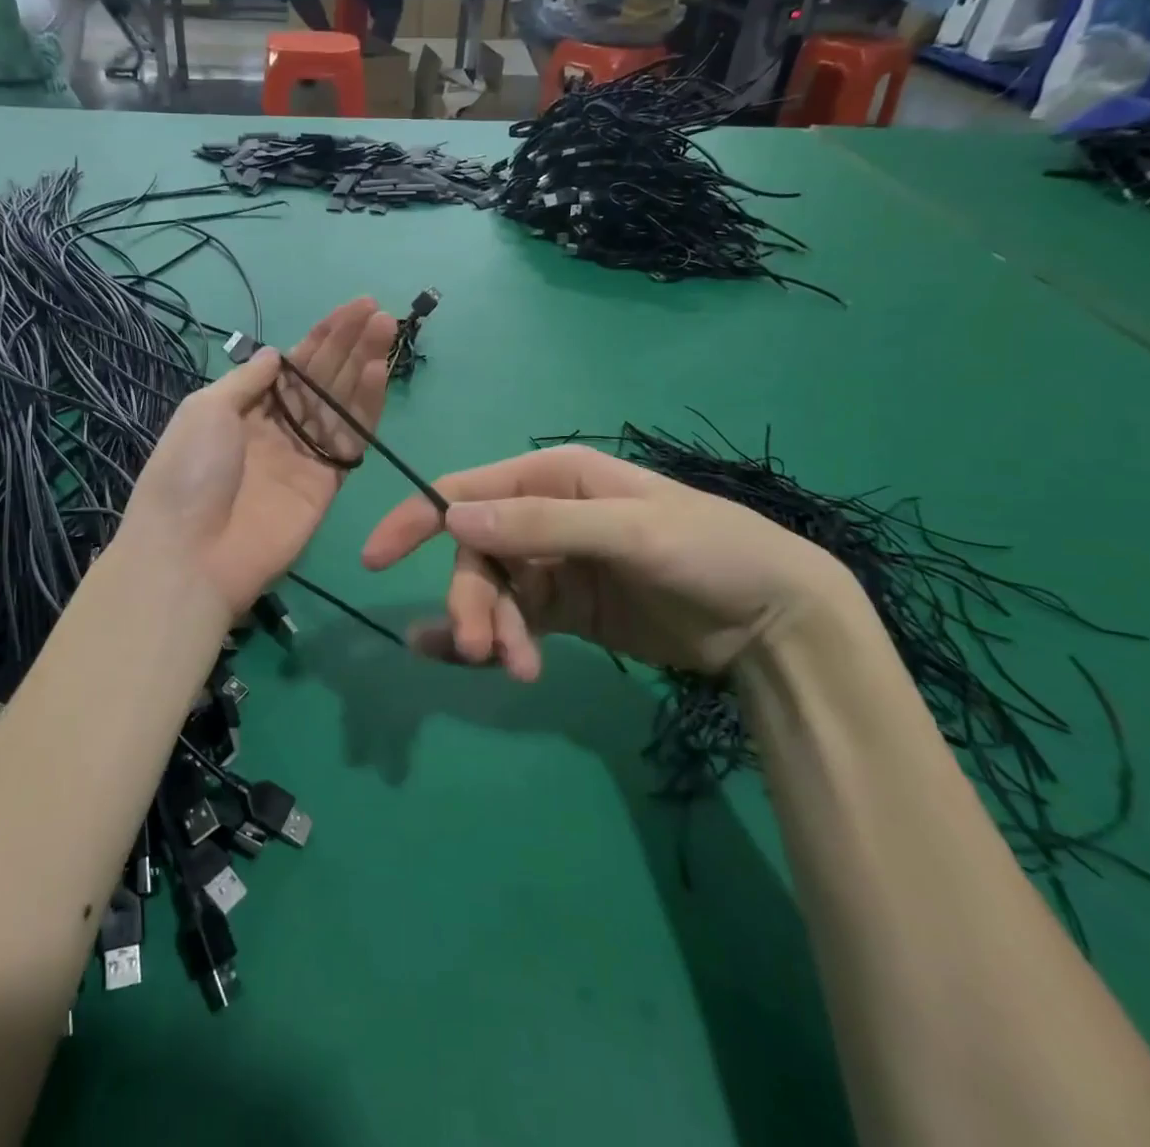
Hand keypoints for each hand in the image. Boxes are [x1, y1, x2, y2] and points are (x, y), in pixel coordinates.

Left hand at [118, 298, 395, 614]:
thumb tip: (278, 355)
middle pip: (321, 380)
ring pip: (340, 404)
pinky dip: (366, 408)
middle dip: (349, 344)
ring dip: (363, 366)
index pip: (292, 365)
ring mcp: (304, 456)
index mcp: (244, 409)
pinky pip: (350, 440)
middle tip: (379, 313)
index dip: (321, 336)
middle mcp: (278, 428)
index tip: (352, 308)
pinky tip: (377, 374)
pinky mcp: (326, 484)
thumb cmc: (188, 471)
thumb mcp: (205, 409)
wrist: (191, 552)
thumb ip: (248, 381)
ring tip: (386, 330)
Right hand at [360, 444, 866, 682]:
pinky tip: (472, 662)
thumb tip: (453, 515)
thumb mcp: (631, 531)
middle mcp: (544, 515)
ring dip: (493, 630)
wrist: (774, 620)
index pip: (467, 491)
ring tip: (516, 670)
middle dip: (474, 601)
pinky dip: (494, 639)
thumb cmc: (710, 551)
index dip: (417, 520)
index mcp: (554, 478)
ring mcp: (554, 565)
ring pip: (494, 593)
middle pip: (477, 554)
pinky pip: (514, 620)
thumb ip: (542, 524)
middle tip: (484, 652)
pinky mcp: (566, 610)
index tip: (375, 559)